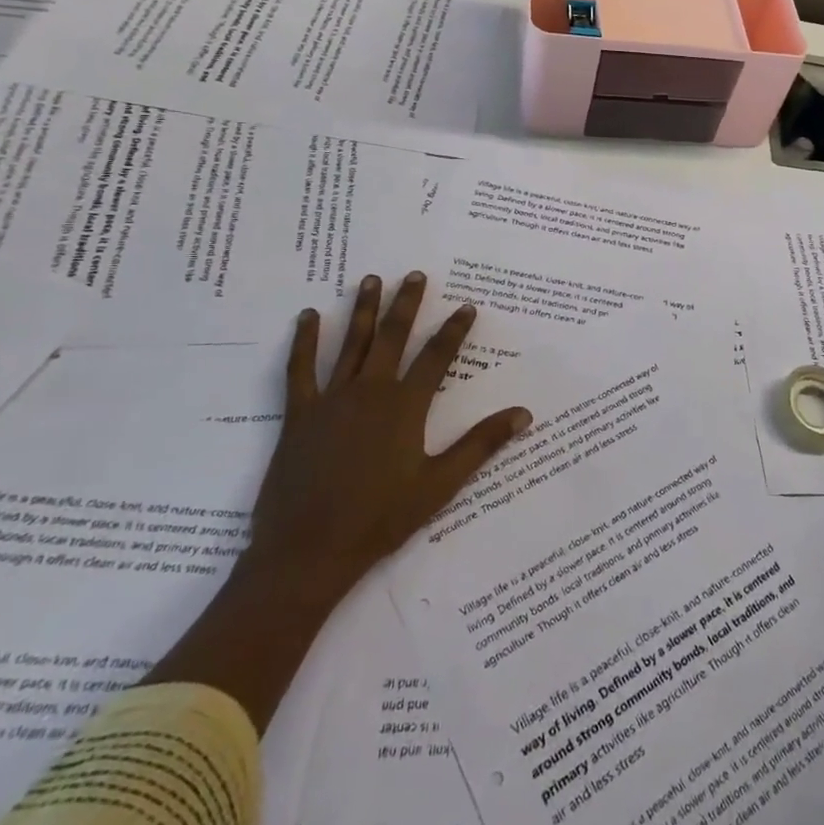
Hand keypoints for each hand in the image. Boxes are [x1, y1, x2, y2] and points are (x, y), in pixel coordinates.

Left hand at [241, 271, 531, 609]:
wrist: (309, 550)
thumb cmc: (381, 519)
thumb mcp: (440, 484)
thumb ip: (481, 444)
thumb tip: (524, 414)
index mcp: (406, 407)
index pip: (437, 357)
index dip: (454, 330)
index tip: (467, 306)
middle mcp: (370, 392)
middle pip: (393, 337)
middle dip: (407, 304)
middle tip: (415, 274)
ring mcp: (332, 400)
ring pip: (352, 344)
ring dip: (364, 310)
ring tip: (371, 280)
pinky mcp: (299, 414)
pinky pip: (300, 369)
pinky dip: (304, 341)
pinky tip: (307, 316)